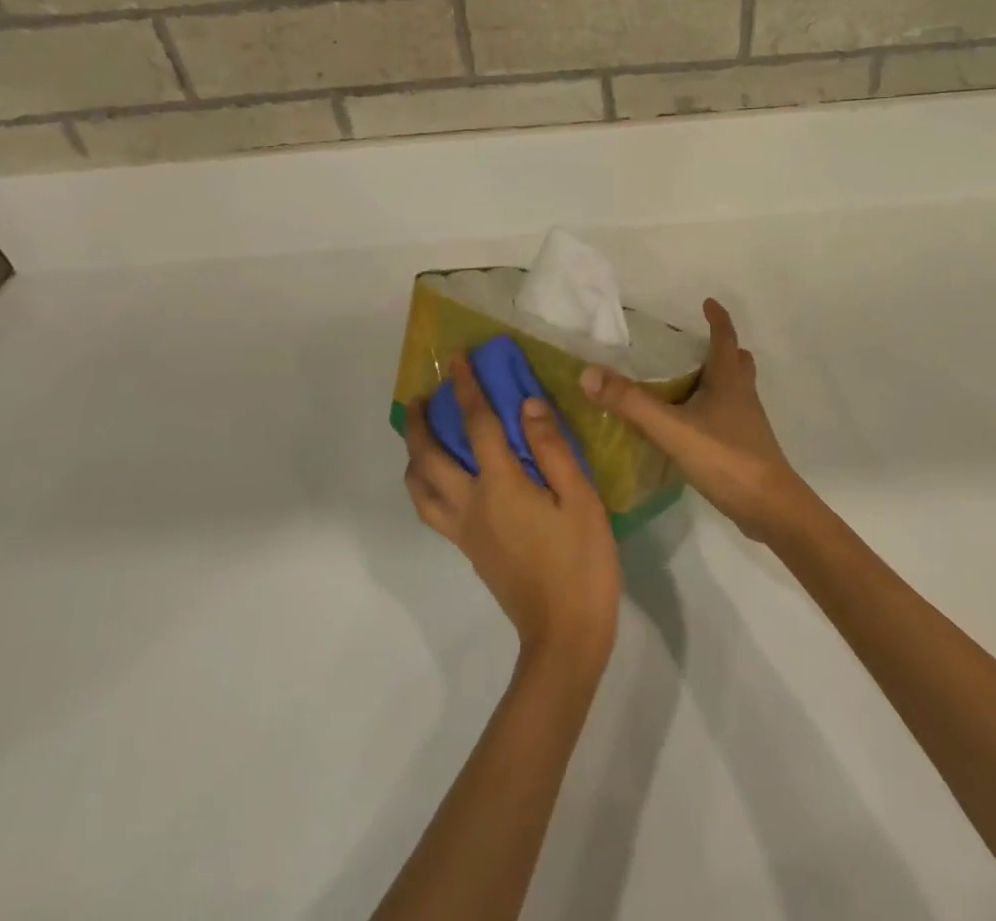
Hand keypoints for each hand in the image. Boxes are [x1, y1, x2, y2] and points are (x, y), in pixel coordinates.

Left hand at [404, 355, 620, 671]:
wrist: (564, 636)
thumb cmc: (581, 563)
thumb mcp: (581, 499)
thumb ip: (552, 448)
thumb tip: (526, 404)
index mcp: (500, 486)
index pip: (476, 424)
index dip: (466, 387)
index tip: (457, 358)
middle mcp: (471, 504)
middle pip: (429, 457)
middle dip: (419, 422)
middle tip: (419, 395)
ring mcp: (465, 531)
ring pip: (420, 488)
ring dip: (414, 454)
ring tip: (419, 434)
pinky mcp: (469, 550)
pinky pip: (431, 509)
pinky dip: (424, 484)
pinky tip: (440, 478)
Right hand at [581, 299, 811, 542]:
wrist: (771, 510)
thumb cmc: (726, 458)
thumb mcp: (672, 429)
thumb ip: (632, 403)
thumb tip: (589, 373)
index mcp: (729, 381)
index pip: (725, 338)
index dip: (718, 319)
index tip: (708, 302)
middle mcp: (742, 396)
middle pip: (737, 362)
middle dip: (721, 348)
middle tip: (695, 342)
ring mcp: (747, 424)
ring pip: (735, 389)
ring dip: (718, 378)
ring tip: (689, 379)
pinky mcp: (745, 448)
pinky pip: (729, 416)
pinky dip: (714, 408)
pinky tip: (692, 423)